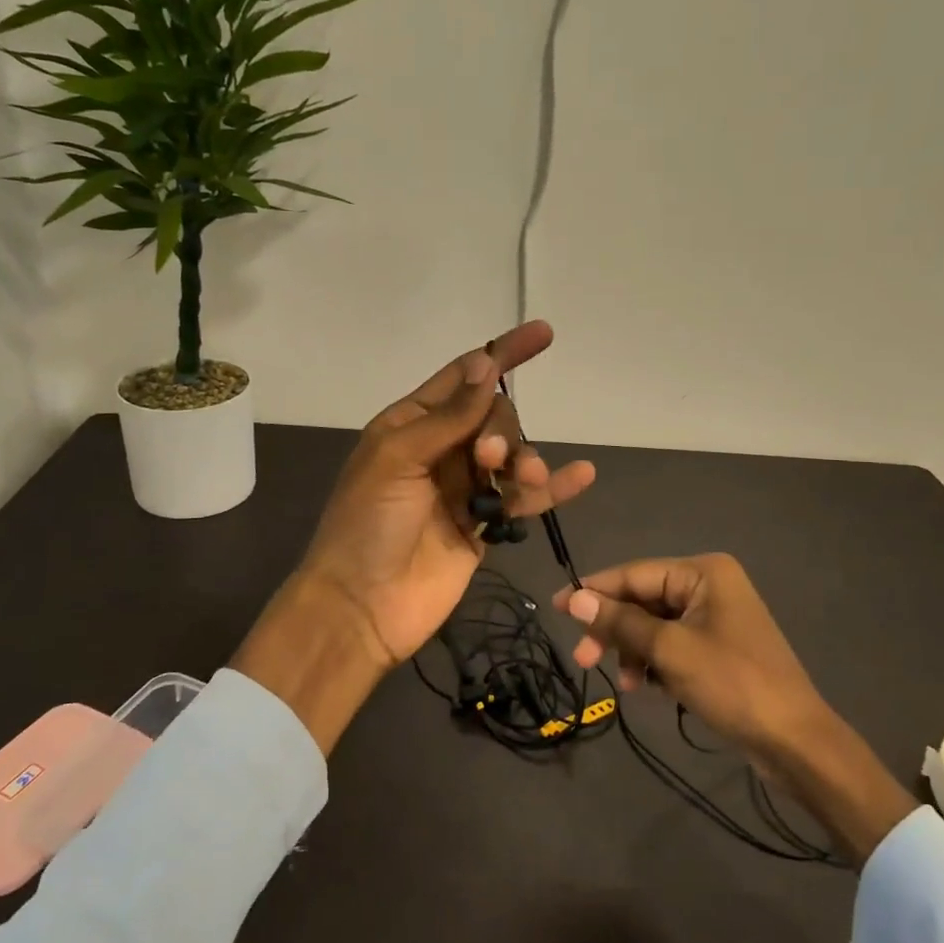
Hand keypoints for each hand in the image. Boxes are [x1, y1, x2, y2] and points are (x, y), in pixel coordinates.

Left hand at [297, 319, 596, 666]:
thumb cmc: (367, 524)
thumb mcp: (399, 459)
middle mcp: (439, 450)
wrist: (361, 608)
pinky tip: (582, 475)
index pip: (463, 376)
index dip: (502, 354)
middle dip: (501, 430)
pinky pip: (522, 500)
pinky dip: (552, 489)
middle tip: (487, 460)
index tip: (544, 334)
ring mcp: (463, 489)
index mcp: (410, 424)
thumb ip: (449, 416)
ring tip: (523, 481)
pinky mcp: (482, 527)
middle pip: (493, 418)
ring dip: (525, 461)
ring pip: (511, 457)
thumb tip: (486, 365)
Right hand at [556, 554, 824, 760]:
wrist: (796, 743)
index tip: (556, 607)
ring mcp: (715, 617)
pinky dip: (653, 662)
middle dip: (613, 629)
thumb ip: (621, 622)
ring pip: (653, 625)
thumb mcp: (670, 651)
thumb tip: (575, 598)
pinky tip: (645, 686)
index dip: (594, 591)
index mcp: (703, 572)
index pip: (635, 574)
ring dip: (632, 650)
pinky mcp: (717, 647)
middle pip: (643, 600)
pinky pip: (671, 644)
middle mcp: (709, 585)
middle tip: (581, 658)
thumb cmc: (734, 685)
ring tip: (624, 684)